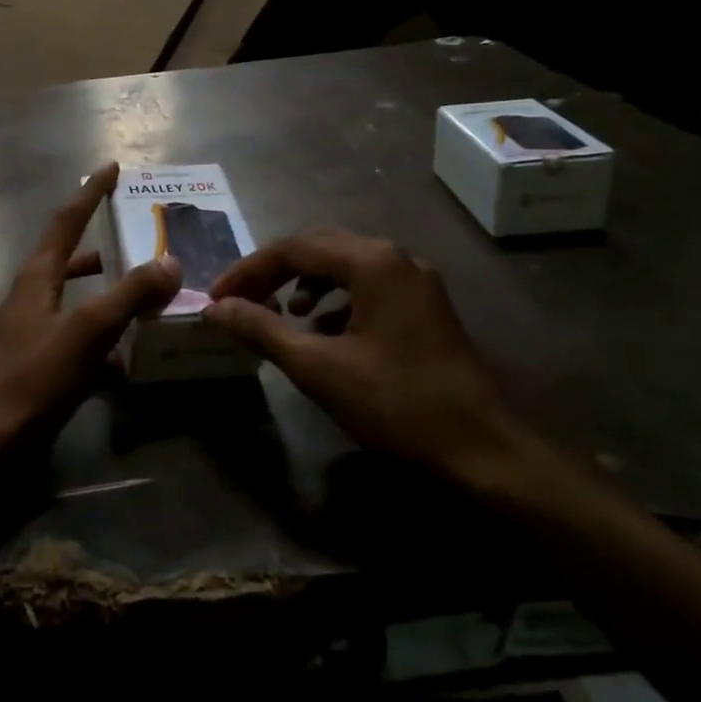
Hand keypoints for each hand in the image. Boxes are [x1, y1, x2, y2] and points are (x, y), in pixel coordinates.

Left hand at [0, 162, 179, 459]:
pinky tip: (131, 358)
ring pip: (76, 298)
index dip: (90, 193)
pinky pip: (79, 338)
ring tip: (144, 289)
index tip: (112, 167)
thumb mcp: (88, 330)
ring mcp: (34, 331)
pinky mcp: (41, 364)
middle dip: (101, 240)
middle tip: (136, 230)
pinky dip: (105, 338)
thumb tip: (170, 262)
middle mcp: (32, 296)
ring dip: (107, 290)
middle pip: (69, 256)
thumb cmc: (36, 377)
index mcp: (37, 277)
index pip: (66, 221)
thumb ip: (130, 294)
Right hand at [203, 227, 537, 489]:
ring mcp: (417, 285)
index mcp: (373, 262)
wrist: (484, 453)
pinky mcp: (426, 311)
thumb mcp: (319, 367)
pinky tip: (323, 333)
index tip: (217, 298)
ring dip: (306, 284)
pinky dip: (335, 302)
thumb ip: (262, 329)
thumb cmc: (397, 404)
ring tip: (282, 315)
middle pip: (320, 248)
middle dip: (275, 272)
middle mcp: (398, 260)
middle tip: (241, 299)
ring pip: (346, 267)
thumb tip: (216, 309)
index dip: (249, 270)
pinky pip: (368, 289)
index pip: (294, 247)